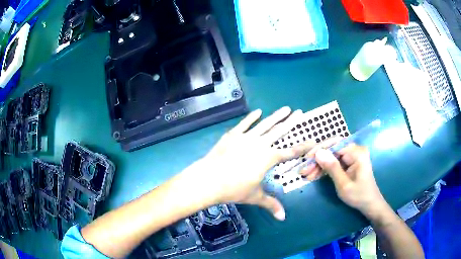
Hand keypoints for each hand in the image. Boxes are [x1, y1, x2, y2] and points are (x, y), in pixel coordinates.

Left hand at [186, 107, 314, 220]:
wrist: (209, 179)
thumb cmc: (234, 189)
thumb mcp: (255, 197)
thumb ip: (271, 204)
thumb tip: (283, 217)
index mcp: (268, 158)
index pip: (290, 152)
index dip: (303, 147)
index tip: (313, 140)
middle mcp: (260, 144)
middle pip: (279, 131)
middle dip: (291, 122)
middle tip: (300, 112)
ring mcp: (246, 137)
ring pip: (265, 124)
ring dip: (276, 116)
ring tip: (285, 108)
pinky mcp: (232, 135)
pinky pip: (245, 124)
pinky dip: (252, 117)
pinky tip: (258, 111)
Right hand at [300, 143, 386, 216]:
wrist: (369, 204)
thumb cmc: (359, 195)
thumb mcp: (343, 184)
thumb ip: (332, 167)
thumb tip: (318, 152)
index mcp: (357, 152)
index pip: (334, 144)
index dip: (319, 151)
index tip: (306, 160)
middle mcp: (355, 150)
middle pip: (332, 149)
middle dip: (317, 160)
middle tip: (304, 171)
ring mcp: (352, 156)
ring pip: (331, 156)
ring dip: (319, 166)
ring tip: (306, 175)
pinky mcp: (349, 162)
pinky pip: (334, 162)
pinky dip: (325, 169)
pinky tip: (314, 176)